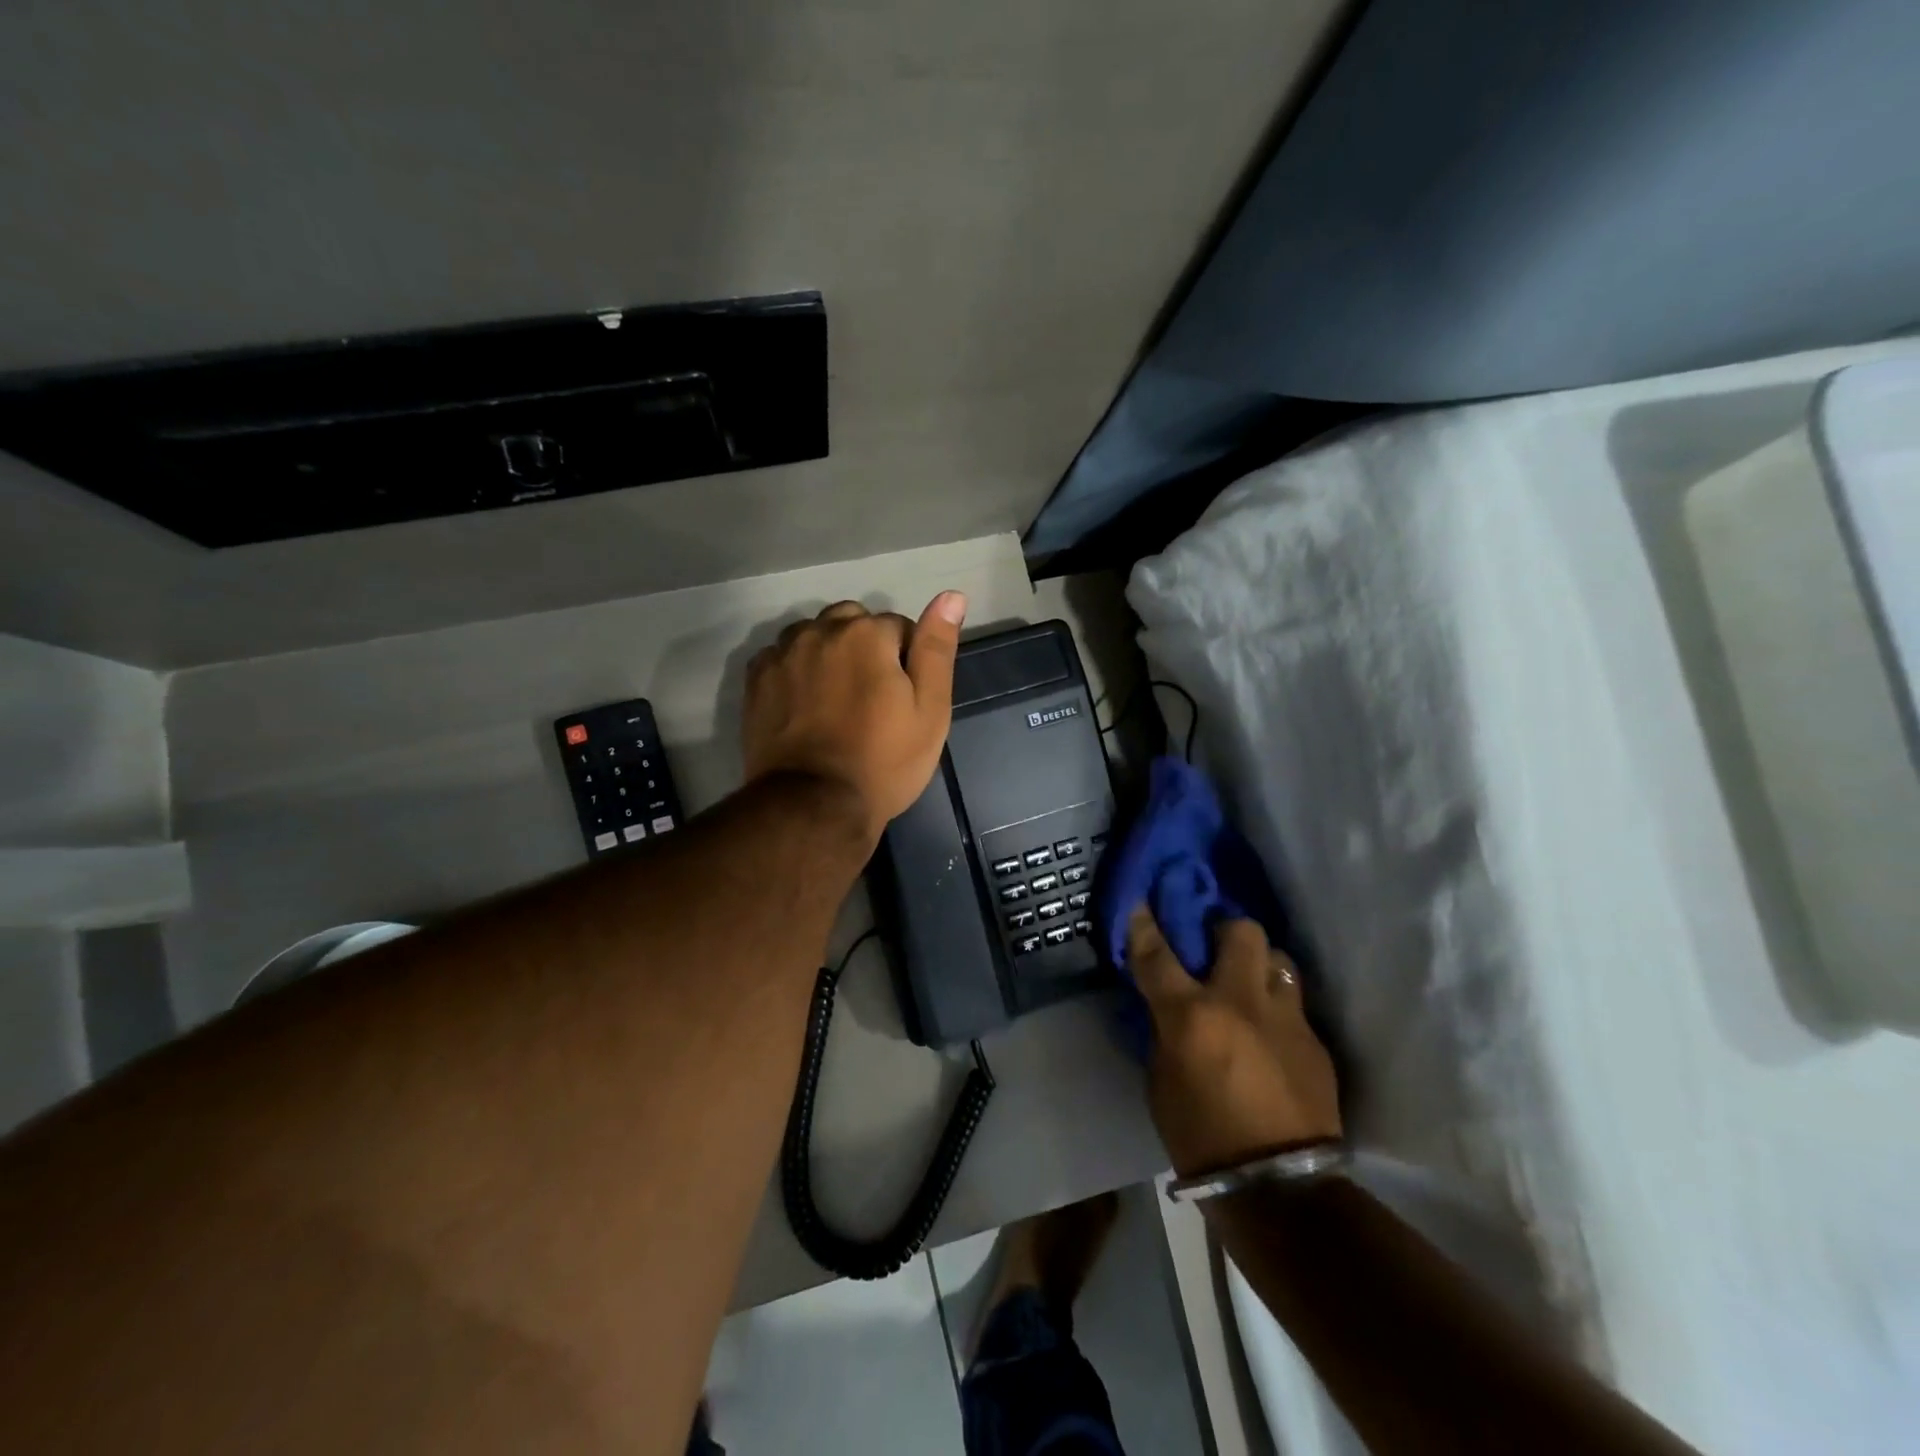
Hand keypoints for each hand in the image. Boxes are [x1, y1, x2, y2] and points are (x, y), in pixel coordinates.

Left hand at [742, 593, 966, 842]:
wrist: (814, 805)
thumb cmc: (883, 761)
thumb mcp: (929, 710)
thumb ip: (937, 648)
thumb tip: (951, 595)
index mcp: (866, 633)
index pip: (898, 628)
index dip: (907, 662)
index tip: (903, 700)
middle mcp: (820, 630)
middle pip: (852, 623)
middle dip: (865, 648)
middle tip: (871, 698)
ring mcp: (782, 654)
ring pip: (815, 635)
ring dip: (829, 653)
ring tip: (836, 700)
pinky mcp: (757, 679)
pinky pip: (783, 656)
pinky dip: (797, 669)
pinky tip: (805, 704)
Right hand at [1130, 909, 1341, 1177]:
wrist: (1277, 1190)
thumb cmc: (1199, 1137)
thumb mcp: (1161, 1079)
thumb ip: (1165, 1031)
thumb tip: (1169, 1006)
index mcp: (1192, 1015)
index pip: (1158, 954)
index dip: (1145, 924)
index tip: (1141, 902)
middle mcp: (1241, 1002)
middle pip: (1241, 931)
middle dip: (1226, 929)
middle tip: (1215, 949)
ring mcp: (1286, 1019)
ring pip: (1278, 960)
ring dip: (1260, 966)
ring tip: (1250, 988)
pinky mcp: (1316, 1043)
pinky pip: (1295, 1006)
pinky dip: (1278, 1010)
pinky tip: (1272, 1037)